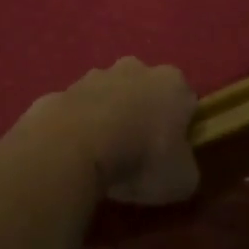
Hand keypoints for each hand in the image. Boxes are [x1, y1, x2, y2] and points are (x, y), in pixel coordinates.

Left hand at [26, 58, 199, 205]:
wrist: (74, 147)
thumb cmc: (141, 158)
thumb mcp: (182, 180)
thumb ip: (186, 167)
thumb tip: (179, 167)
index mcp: (172, 83)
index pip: (185, 101)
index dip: (181, 128)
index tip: (172, 154)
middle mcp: (136, 68)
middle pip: (145, 91)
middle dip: (143, 114)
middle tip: (137, 152)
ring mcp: (95, 76)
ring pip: (109, 96)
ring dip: (108, 118)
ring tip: (102, 156)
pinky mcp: (62, 90)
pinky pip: (78, 111)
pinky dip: (78, 127)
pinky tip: (75, 154)